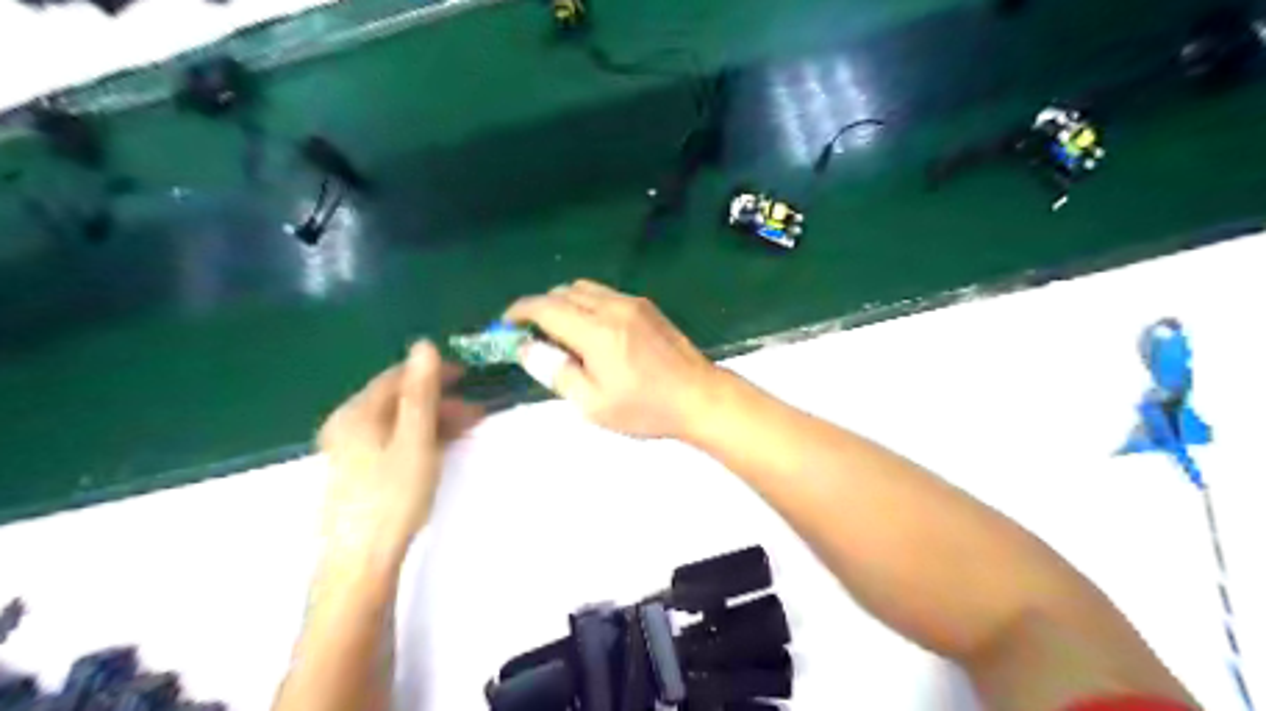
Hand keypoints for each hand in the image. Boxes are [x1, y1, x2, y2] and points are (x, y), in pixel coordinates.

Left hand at [317, 343, 485, 558]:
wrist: (360, 561)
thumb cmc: (392, 496)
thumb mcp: (415, 439)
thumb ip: (420, 392)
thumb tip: (423, 345)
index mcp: (357, 412)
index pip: (398, 376)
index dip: (433, 372)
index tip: (468, 374)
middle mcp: (348, 424)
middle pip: (399, 399)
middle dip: (440, 399)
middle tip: (476, 410)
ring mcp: (351, 448)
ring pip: (399, 420)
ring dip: (434, 419)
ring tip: (467, 429)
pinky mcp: (359, 469)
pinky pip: (394, 439)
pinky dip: (421, 437)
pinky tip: (441, 447)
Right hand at [506, 279, 720, 437]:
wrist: (700, 397)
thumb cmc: (646, 408)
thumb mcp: (593, 404)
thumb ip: (556, 372)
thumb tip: (528, 349)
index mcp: (597, 331)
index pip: (546, 307)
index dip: (520, 312)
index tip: (505, 324)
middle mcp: (612, 307)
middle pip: (563, 292)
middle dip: (540, 307)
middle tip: (532, 335)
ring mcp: (632, 303)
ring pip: (584, 288)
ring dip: (563, 302)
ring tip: (560, 333)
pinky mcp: (646, 307)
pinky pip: (605, 294)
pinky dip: (586, 303)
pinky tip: (591, 330)